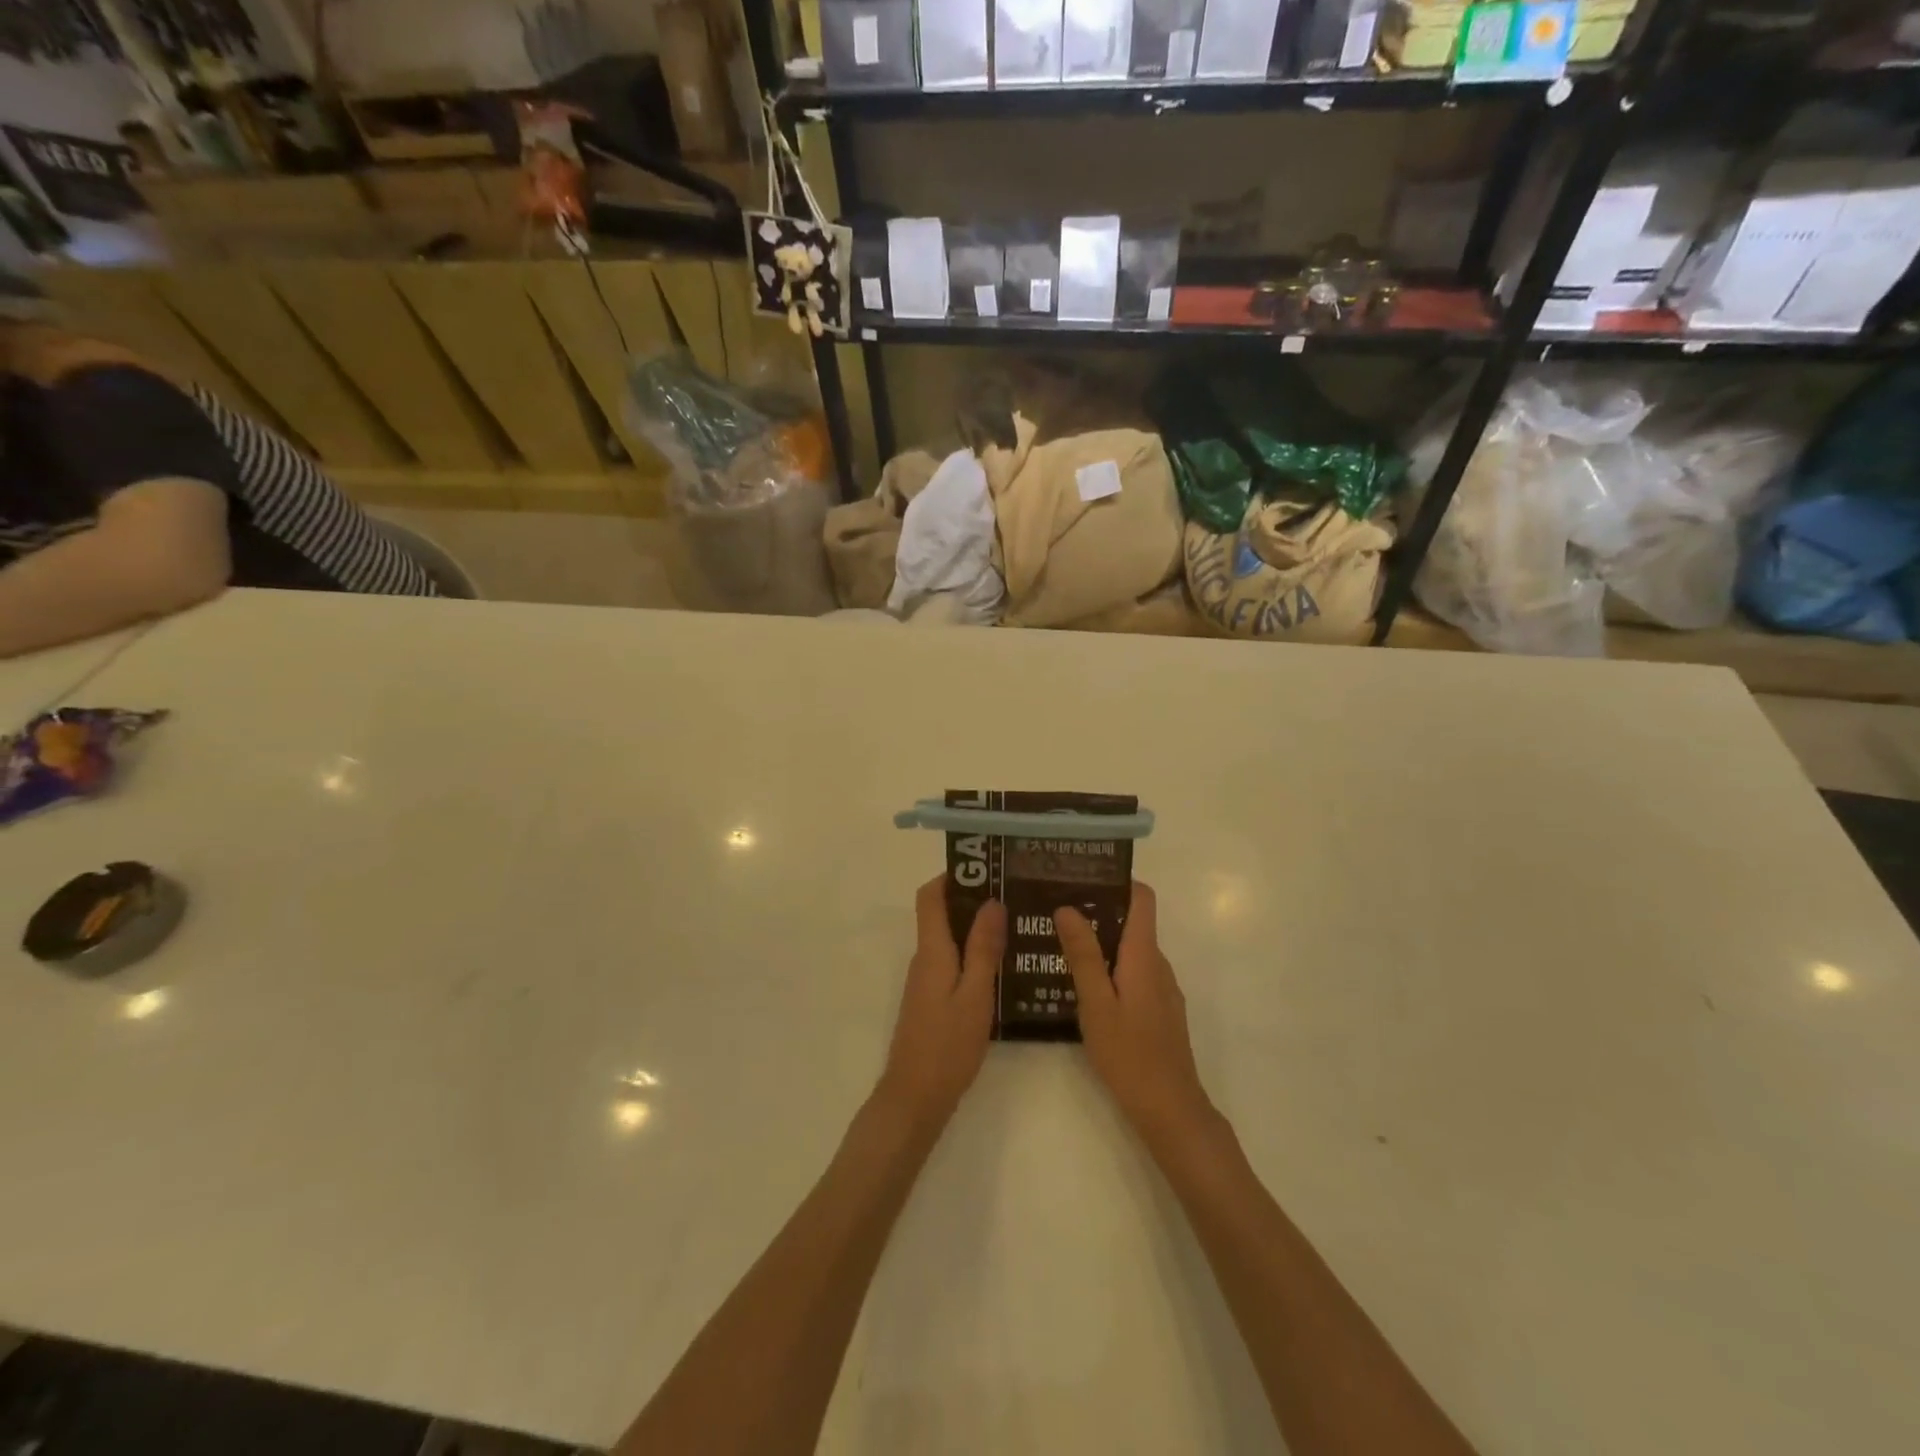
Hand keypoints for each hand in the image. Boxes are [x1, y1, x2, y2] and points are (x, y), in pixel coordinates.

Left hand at [875, 877, 1005, 1132]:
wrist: (915, 1098)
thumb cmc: (947, 1046)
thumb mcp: (975, 995)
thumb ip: (983, 949)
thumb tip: (991, 902)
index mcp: (932, 951)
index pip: (930, 897)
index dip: (952, 876)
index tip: (985, 868)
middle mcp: (924, 959)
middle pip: (941, 914)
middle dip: (972, 899)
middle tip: (1013, 894)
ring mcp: (926, 981)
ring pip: (949, 940)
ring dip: (975, 928)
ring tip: (1016, 925)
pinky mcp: (931, 1000)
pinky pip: (952, 962)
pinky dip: (973, 954)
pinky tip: (1002, 966)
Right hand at [1056, 884, 1212, 1141]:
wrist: (1171, 1112)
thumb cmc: (1130, 1055)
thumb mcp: (1097, 1004)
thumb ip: (1083, 955)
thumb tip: (1067, 907)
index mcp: (1144, 956)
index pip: (1142, 898)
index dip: (1116, 881)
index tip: (1080, 877)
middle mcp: (1158, 965)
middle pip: (1132, 922)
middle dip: (1097, 912)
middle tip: (1054, 912)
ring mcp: (1162, 990)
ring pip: (1131, 951)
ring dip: (1101, 943)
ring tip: (1059, 946)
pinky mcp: (1160, 1011)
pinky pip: (1134, 974)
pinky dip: (1111, 969)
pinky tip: (1082, 987)